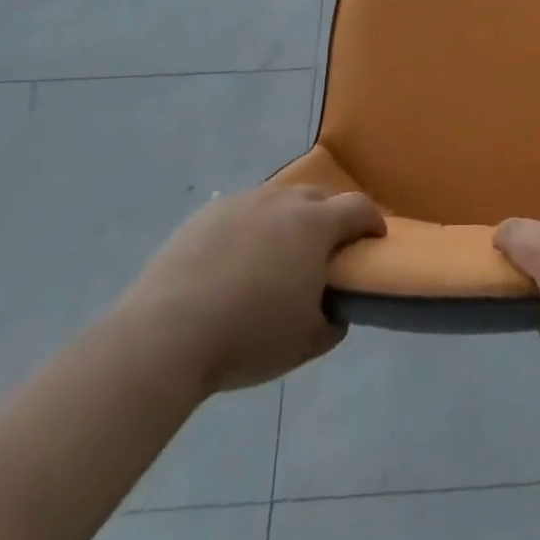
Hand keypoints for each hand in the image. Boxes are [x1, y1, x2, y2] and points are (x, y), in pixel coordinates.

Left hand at [118, 183, 385, 394]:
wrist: (165, 335)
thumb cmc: (248, 336)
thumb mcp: (305, 342)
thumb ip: (332, 322)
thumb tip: (335, 310)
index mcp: (315, 224)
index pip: (358, 207)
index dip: (372, 221)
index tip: (374, 238)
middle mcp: (282, 201)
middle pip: (319, 196)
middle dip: (330, 216)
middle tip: (325, 249)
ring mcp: (242, 202)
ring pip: (278, 200)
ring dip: (287, 220)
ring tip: (277, 254)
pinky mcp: (206, 214)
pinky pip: (241, 213)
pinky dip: (250, 229)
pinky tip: (235, 261)